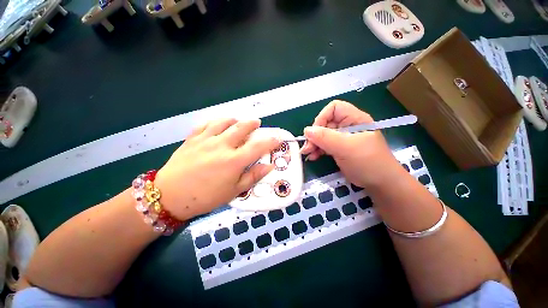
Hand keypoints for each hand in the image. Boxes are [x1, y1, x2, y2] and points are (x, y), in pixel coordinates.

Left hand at [155, 118, 279, 220]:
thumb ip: (253, 176)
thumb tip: (269, 167)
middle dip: (252, 124)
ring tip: (238, 122)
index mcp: (234, 161)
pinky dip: (216, 121)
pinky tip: (218, 124)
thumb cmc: (205, 197)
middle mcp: (222, 145)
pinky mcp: (192, 138)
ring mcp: (206, 139)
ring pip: (224, 122)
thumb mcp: (233, 191)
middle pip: (241, 128)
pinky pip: (206, 124)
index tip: (277, 138)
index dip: (271, 141)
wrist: (170, 196)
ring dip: (235, 120)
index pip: (258, 147)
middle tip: (257, 123)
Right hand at [301, 100, 397, 187]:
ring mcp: (343, 138)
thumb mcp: (346, 147)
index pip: (334, 108)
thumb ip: (325, 137)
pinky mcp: (339, 149)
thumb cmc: (367, 162)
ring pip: (323, 135)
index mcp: (354, 119)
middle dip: (315, 135)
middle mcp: (348, 126)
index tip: (315, 133)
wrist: (380, 183)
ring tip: (308, 153)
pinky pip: (325, 145)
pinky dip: (317, 150)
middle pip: (325, 123)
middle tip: (307, 148)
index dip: (322, 117)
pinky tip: (313, 157)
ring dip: (314, 143)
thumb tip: (306, 130)